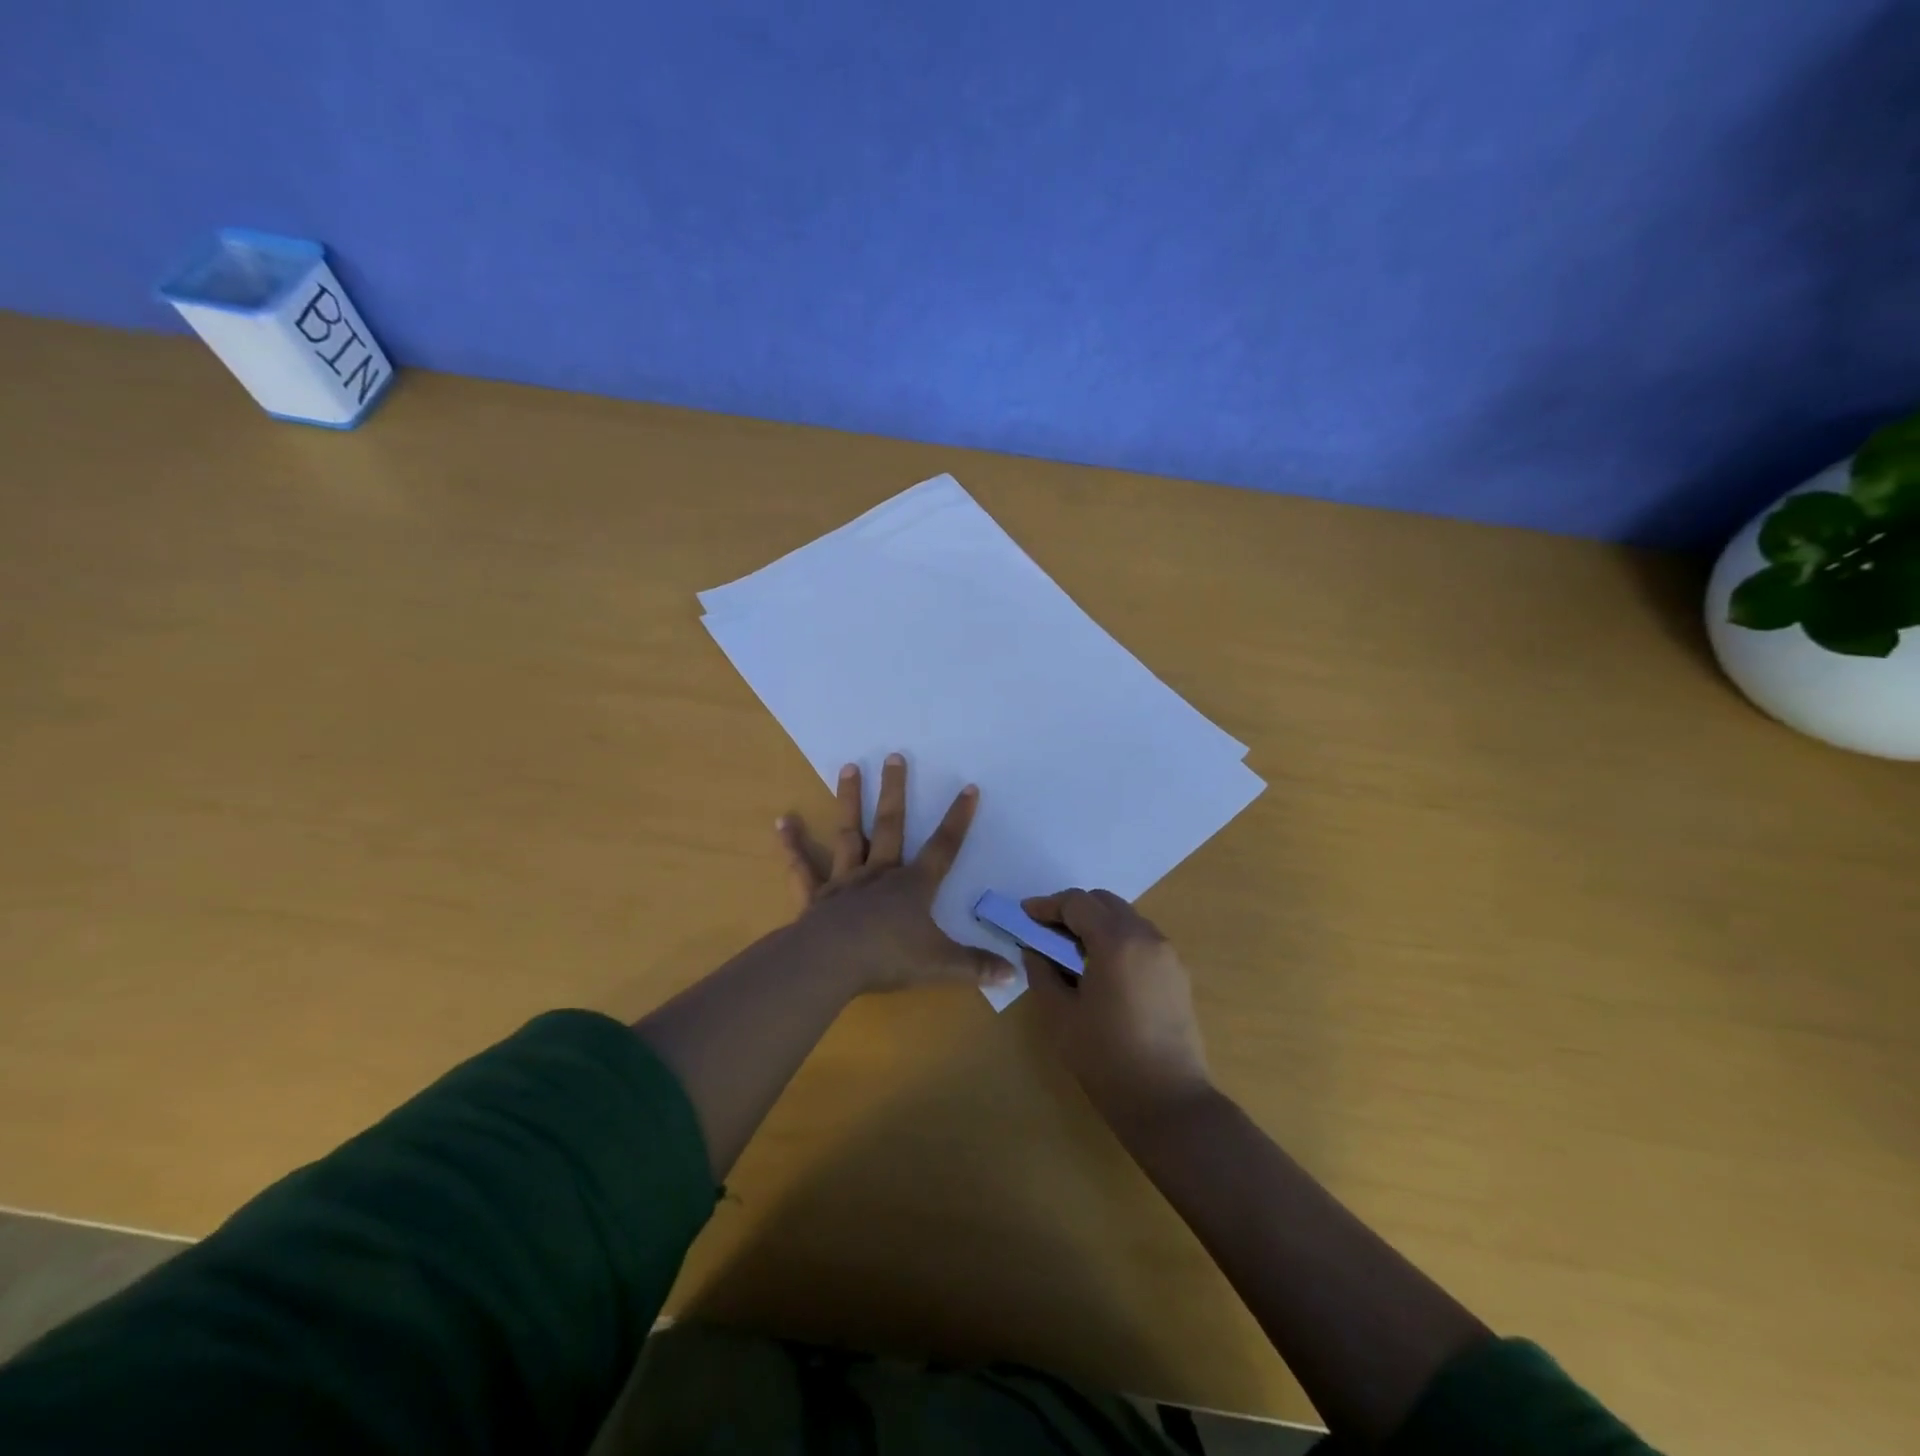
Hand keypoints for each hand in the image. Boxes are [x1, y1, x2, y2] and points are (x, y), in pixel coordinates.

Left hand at [775, 753, 1014, 994]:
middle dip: (895, 791)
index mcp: (913, 886)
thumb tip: (1015, 973)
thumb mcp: (941, 965)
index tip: (969, 787)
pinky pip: (803, 868)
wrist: (831, 963)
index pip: (943, 848)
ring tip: (848, 767)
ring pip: (849, 833)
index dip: (958, 819)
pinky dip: (793, 845)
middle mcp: (880, 874)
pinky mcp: (815, 897)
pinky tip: (782, 821)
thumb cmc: (889, 958)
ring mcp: (845, 882)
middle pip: (890, 825)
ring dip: (848, 800)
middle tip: (893, 756)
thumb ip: (976, 966)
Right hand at [1021, 888, 1211, 1127]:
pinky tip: (1100, 969)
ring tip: (1071, 951)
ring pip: (1125, 918)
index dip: (1047, 906)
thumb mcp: (1060, 1017)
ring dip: (1096, 924)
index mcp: (1116, 942)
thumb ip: (1042, 974)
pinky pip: (1141, 939)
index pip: (1077, 903)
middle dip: (1072, 910)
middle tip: (1045, 931)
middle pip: (1104, 902)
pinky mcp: (1177, 974)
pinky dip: (1117, 940)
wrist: (1168, 1102)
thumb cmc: (1106, 1059)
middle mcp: (1146, 937)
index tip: (1025, 915)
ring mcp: (1167, 954)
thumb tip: (1034, 951)